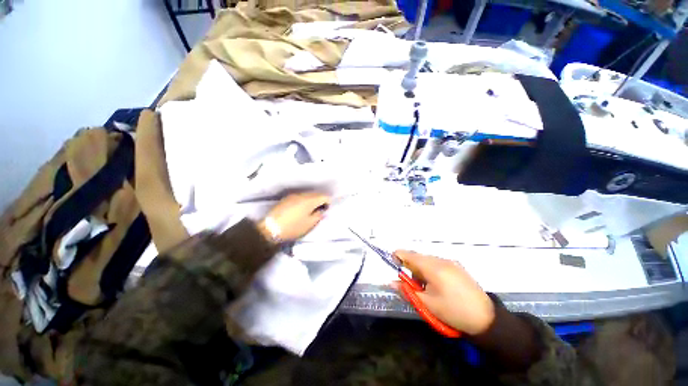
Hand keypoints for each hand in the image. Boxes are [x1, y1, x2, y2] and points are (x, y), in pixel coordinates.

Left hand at [258, 192, 329, 242]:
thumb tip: (322, 210)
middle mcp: (303, 194)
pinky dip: (304, 201)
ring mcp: (294, 195)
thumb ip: (319, 215)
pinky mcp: (287, 198)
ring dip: (312, 200)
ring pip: (308, 194)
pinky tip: (301, 209)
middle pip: (316, 194)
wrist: (270, 228)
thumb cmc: (293, 227)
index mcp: (310, 200)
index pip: (325, 196)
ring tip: (311, 210)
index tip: (326, 210)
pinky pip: (300, 197)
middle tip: (320, 210)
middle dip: (320, 200)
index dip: (328, 202)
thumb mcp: (310, 224)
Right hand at [392, 250, 494, 335]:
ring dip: (421, 269)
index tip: (392, 264)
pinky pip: (438, 263)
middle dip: (410, 267)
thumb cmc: (453, 311)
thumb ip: (407, 291)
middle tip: (412, 284)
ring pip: (428, 260)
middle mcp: (441, 260)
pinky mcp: (458, 267)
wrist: (486, 319)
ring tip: (426, 288)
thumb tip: (390, 282)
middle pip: (418, 257)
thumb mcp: (426, 304)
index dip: (398, 256)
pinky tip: (437, 285)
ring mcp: (451, 262)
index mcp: (432, 267)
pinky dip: (431, 270)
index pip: (409, 254)